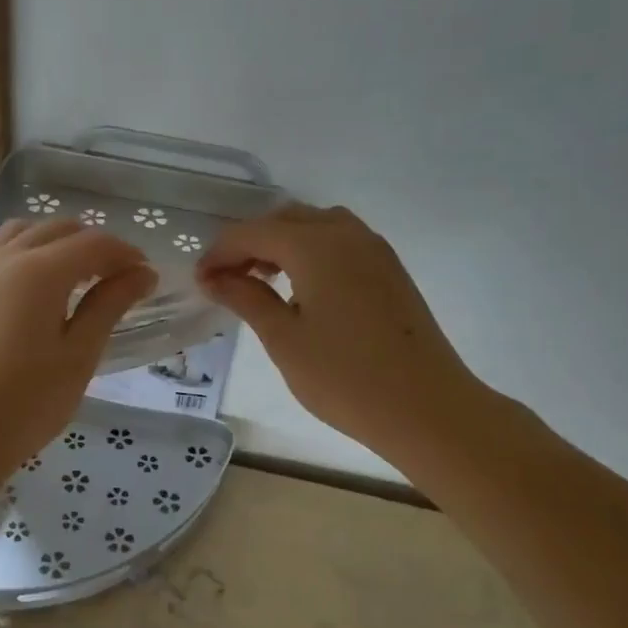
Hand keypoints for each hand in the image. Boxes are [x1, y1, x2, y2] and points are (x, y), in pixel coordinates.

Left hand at [0, 218, 155, 496]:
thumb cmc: (27, 403)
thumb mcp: (79, 355)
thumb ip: (110, 304)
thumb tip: (142, 273)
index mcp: (39, 271)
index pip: (94, 243)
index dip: (126, 254)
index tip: (147, 277)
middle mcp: (6, 258)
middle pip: (60, 229)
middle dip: (96, 246)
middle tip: (120, 280)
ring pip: (27, 232)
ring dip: (60, 243)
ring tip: (80, 278)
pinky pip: (2, 250)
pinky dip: (30, 251)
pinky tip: (41, 288)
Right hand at [197, 204, 491, 472]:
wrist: (427, 408)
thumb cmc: (345, 377)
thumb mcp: (284, 339)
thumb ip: (246, 299)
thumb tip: (214, 278)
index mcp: (315, 245)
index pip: (253, 232)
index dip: (221, 252)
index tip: (200, 280)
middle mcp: (346, 233)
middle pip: (286, 219)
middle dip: (250, 243)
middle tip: (227, 280)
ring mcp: (374, 249)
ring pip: (316, 226)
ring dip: (282, 243)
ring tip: (262, 281)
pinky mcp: (390, 269)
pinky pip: (340, 242)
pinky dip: (311, 252)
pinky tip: (301, 288)